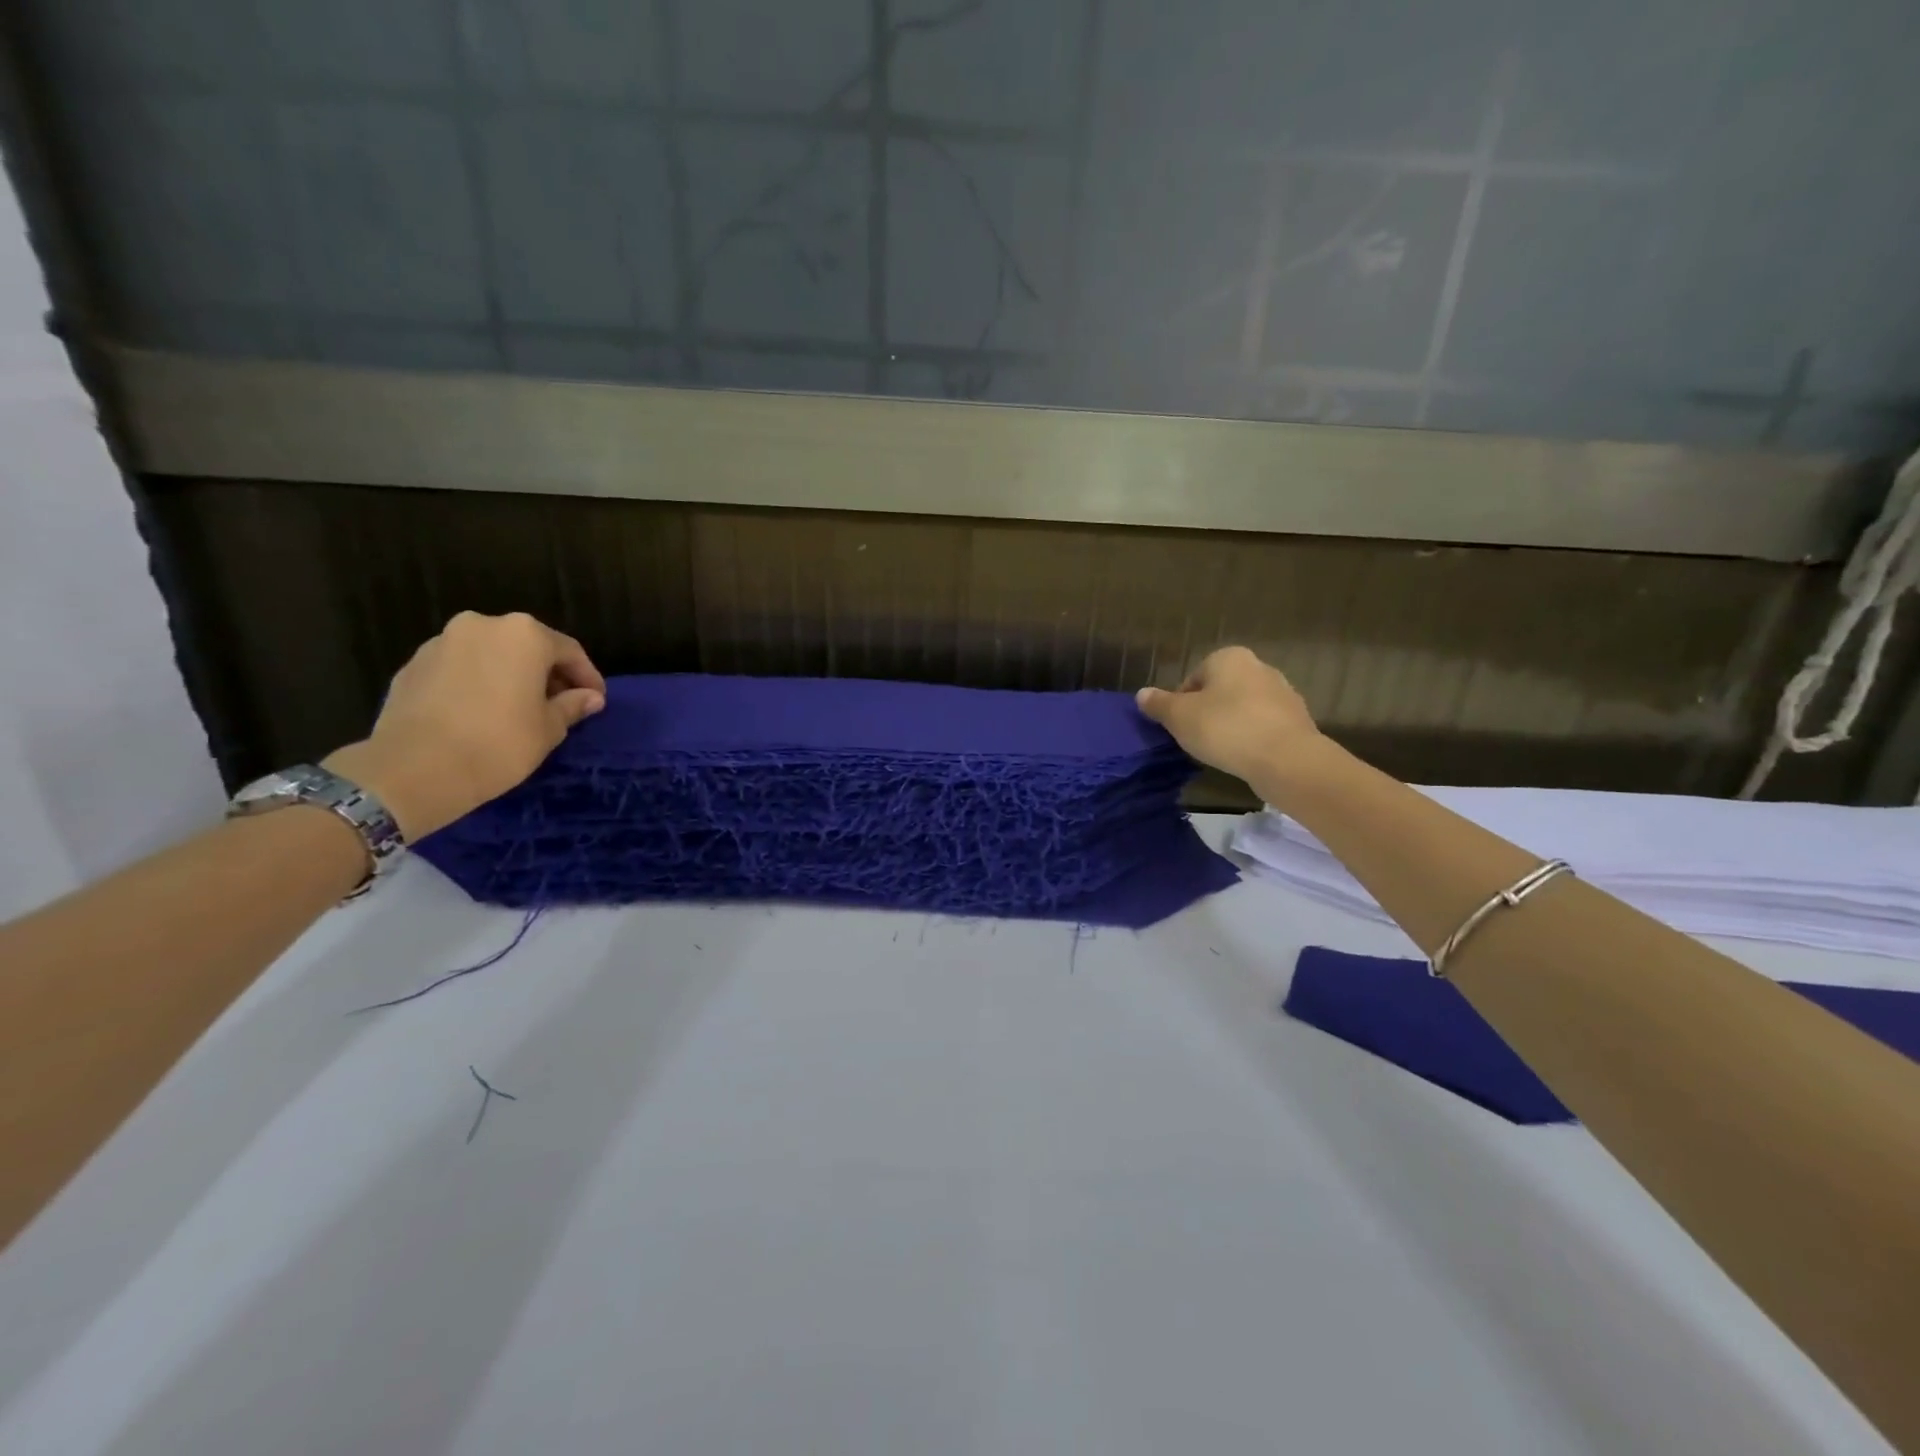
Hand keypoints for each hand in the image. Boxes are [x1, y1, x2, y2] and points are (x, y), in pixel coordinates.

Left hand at [325, 611, 606, 838]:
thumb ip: (572, 706)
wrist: (413, 769)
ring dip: (510, 675)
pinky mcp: (413, 664)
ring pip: (491, 654)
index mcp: (524, 635)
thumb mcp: (549, 729)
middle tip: (559, 705)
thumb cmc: (498, 744)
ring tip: (519, 709)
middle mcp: (483, 625)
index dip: (587, 678)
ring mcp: (443, 642)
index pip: (569, 651)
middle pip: (528, 646)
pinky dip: (478, 682)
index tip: (595, 702)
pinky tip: (482, 713)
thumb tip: (590, 698)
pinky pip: (460, 668)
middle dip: (547, 673)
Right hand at [1135, 646, 1319, 784]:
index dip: (1180, 705)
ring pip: (1243, 709)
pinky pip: (1263, 726)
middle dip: (1207, 713)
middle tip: (1197, 739)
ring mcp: (1283, 693)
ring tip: (1221, 751)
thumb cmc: (1225, 729)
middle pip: (1219, 691)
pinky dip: (1251, 738)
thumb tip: (1142, 694)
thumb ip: (1159, 704)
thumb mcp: (1179, 717)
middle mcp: (1259, 667)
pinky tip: (1244, 757)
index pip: (1192, 679)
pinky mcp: (1297, 719)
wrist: (1286, 759)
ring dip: (1230, 726)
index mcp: (1229, 657)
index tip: (1179, 728)